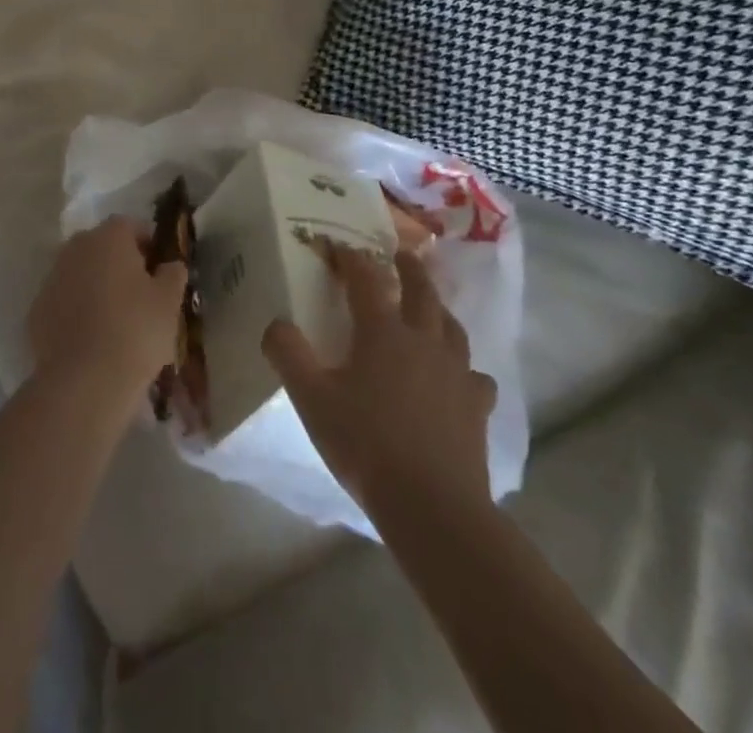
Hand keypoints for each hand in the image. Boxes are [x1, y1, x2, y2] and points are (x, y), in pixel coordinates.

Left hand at [28, 219, 187, 399]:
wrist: (84, 380)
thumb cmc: (136, 330)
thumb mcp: (169, 301)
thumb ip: (173, 274)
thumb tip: (170, 264)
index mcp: (109, 237)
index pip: (132, 226)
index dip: (148, 245)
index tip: (159, 270)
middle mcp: (76, 248)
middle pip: (102, 246)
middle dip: (119, 263)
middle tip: (139, 294)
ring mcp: (52, 277)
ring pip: (80, 272)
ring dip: (95, 285)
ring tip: (115, 319)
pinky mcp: (37, 309)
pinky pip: (64, 300)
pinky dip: (76, 310)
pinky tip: (91, 338)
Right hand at [263, 247, 496, 521]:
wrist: (433, 506)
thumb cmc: (365, 445)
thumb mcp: (311, 399)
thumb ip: (288, 355)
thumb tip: (276, 323)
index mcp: (383, 333)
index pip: (366, 280)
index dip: (352, 259)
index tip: (339, 246)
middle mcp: (424, 341)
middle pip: (421, 292)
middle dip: (409, 269)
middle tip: (401, 254)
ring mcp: (456, 373)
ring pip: (452, 327)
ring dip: (439, 309)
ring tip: (431, 307)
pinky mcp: (477, 407)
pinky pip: (475, 376)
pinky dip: (465, 368)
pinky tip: (460, 377)